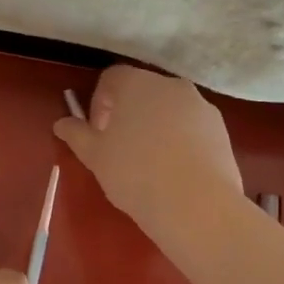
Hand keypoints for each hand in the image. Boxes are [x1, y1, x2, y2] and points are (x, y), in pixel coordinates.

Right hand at [54, 64, 244, 242]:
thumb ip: (76, 134)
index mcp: (137, 84)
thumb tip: (61, 123)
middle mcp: (171, 85)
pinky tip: (175, 172)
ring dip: (155, 127)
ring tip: (149, 164)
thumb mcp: (95, 156)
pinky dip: (180, 141)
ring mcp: (201, 106)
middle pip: (143, 91)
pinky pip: (192, 127)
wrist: (197, 205)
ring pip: (169, 109)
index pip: (111, 78)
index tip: (98, 134)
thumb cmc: (135, 173)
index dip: (99, 103)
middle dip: (128, 114)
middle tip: (120, 149)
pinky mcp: (222, 130)